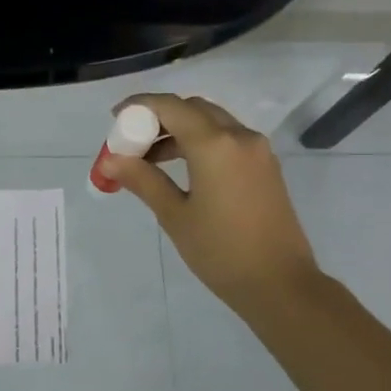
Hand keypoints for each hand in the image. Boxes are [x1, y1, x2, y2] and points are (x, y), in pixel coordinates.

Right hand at [102, 94, 323, 323]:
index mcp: (215, 144)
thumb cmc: (221, 251)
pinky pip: (228, 140)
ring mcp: (258, 151)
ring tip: (151, 161)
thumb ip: (142, 180)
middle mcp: (240, 136)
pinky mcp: (266, 167)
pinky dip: (201, 143)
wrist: (280, 284)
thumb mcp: (175, 216)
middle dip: (160, 118)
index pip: (170, 106)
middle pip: (193, 109)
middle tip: (133, 142)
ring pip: (212, 123)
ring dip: (180, 131)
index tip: (115, 119)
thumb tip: (110, 161)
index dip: (139, 106)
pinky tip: (183, 171)